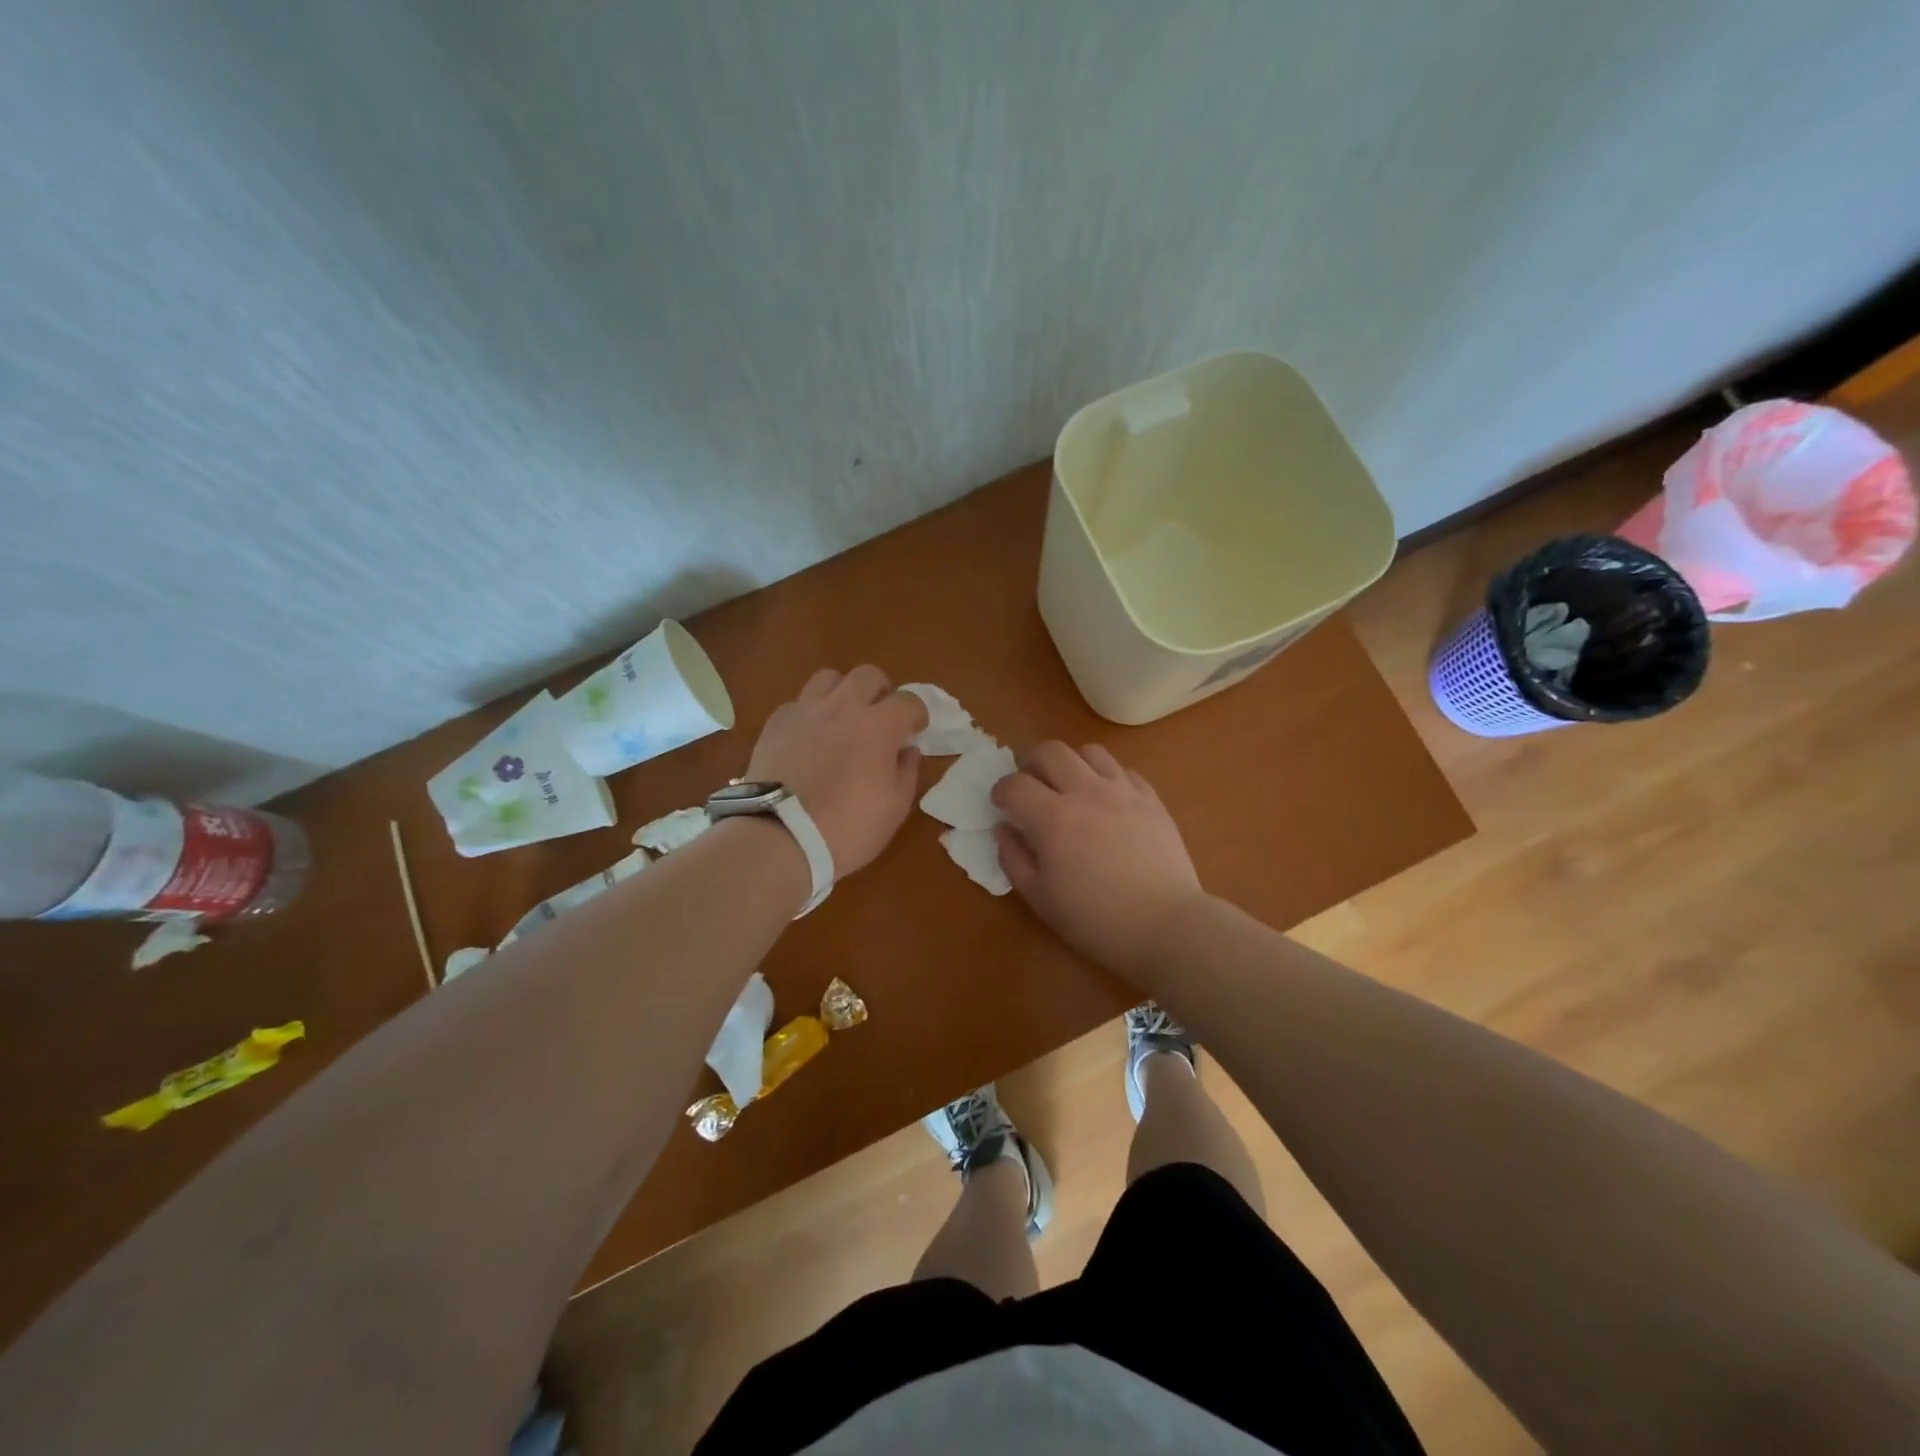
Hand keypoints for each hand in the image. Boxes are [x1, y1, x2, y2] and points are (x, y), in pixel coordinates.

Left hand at [744, 666, 927, 878]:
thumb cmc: (848, 828)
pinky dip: (809, 713)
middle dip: (881, 691)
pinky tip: (810, 736)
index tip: (916, 730)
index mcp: (878, 726)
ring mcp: (805, 711)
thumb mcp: (895, 807)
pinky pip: (798, 703)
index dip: (917, 714)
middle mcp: (842, 707)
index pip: (908, 701)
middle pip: (868, 675)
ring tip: (843, 717)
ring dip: (842, 692)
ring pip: (828, 678)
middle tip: (881, 716)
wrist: (780, 837)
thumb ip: (907, 771)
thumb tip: (907, 750)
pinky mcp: (775, 723)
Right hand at [991, 742, 1205, 974]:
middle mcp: (1086, 792)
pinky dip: (1107, 778)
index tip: (1001, 806)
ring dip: (1072, 764)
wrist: (1166, 926)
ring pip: (1090, 752)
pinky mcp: (1151, 799)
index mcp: (1053, 818)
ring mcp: (1123, 791)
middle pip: (1050, 751)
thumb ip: (1014, 859)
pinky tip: (1107, 801)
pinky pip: (1124, 770)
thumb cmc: (1096, 920)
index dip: (1001, 792)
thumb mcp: (1041, 899)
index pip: (1015, 785)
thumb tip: (1004, 829)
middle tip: (1031, 786)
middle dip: (1031, 764)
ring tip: (1071, 788)